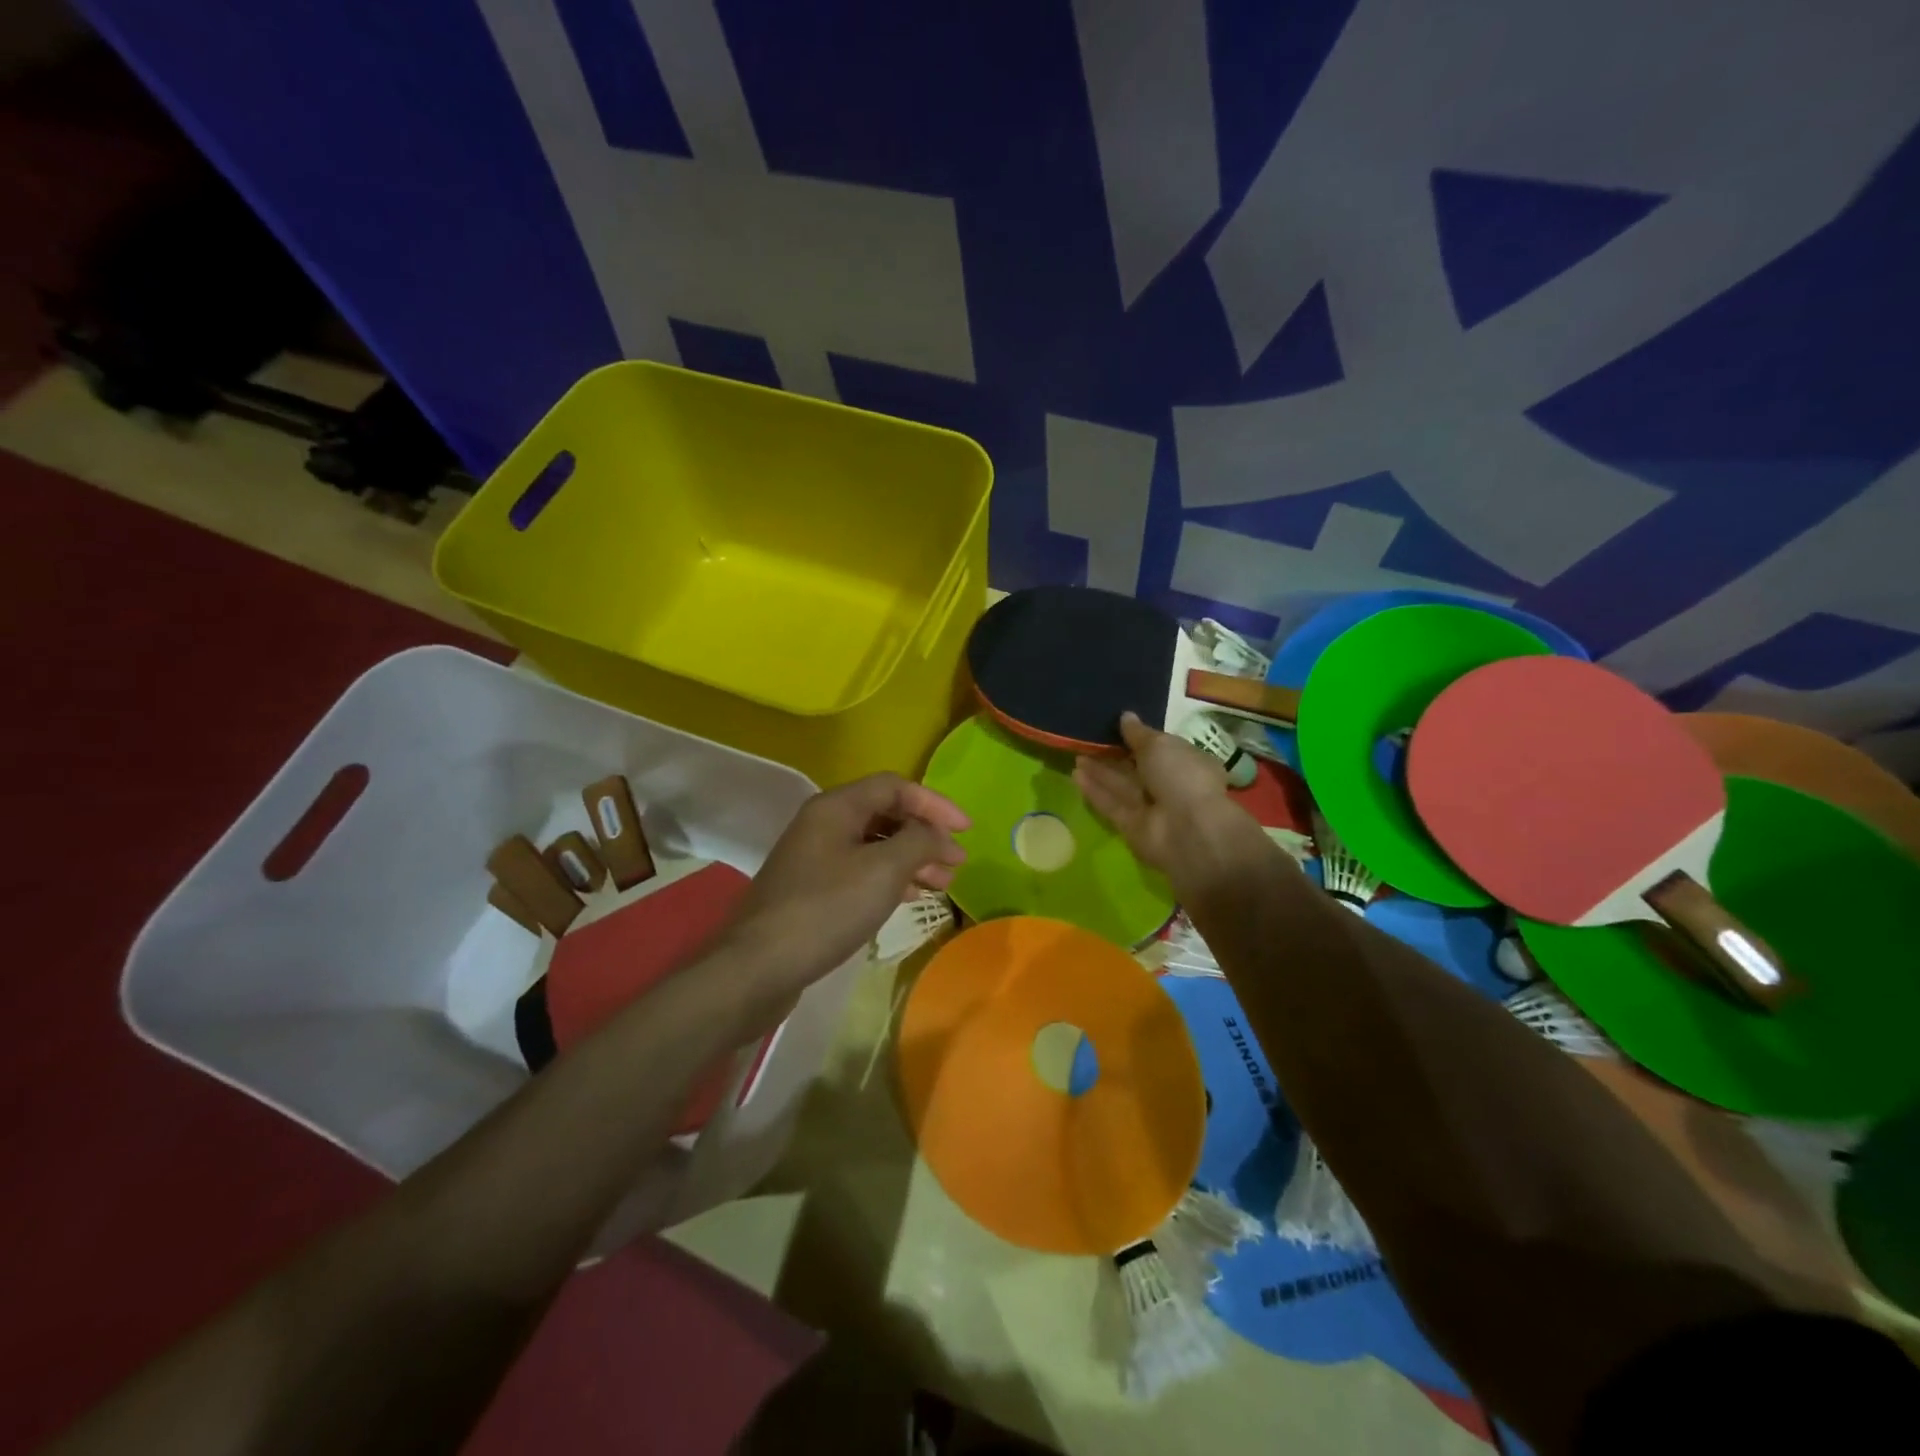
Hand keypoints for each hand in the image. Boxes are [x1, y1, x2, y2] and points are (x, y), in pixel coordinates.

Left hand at [724, 773, 968, 1000]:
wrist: (758, 966)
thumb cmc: (826, 909)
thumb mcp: (883, 870)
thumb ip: (919, 841)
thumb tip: (939, 834)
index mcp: (836, 807)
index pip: (895, 786)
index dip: (934, 803)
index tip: (966, 830)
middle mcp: (823, 824)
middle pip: (885, 814)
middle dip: (925, 834)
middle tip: (957, 862)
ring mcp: (814, 857)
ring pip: (874, 846)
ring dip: (911, 859)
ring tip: (942, 883)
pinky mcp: (812, 889)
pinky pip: (860, 871)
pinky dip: (890, 878)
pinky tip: (910, 896)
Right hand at [1074, 712, 1273, 889]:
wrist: (1188, 830)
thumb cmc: (1181, 776)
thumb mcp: (1160, 745)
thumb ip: (1138, 733)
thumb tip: (1126, 717)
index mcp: (1188, 763)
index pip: (1161, 749)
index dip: (1139, 739)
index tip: (1116, 727)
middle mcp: (1171, 786)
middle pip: (1137, 769)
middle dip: (1114, 756)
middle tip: (1088, 740)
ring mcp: (1151, 809)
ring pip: (1121, 786)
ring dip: (1100, 772)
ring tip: (1076, 755)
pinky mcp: (1132, 827)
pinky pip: (1111, 805)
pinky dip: (1095, 791)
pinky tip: (1075, 775)